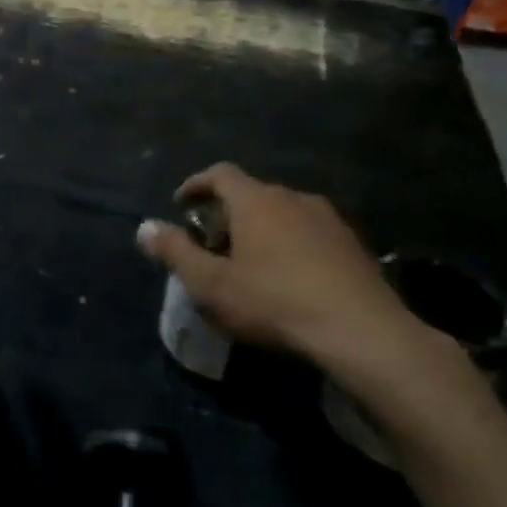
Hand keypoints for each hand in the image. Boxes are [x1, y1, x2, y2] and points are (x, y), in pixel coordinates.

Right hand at [137, 165, 478, 411]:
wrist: (362, 332)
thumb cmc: (274, 302)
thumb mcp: (211, 284)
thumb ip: (175, 253)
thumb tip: (144, 228)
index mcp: (256, 201)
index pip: (220, 174)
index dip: (196, 184)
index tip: (181, 203)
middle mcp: (293, 198)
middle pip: (252, 193)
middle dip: (227, 212)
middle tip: (212, 242)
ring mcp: (329, 219)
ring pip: (283, 213)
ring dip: (261, 228)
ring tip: (250, 261)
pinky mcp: (353, 244)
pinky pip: (310, 233)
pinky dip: (291, 244)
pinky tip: (290, 277)